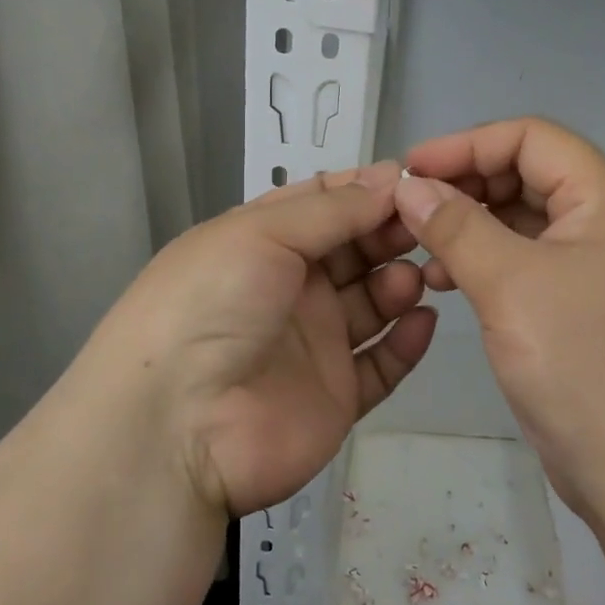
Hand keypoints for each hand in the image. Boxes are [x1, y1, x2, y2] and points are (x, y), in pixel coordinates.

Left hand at [80, 161, 436, 518]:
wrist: (176, 427)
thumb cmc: (212, 305)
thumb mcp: (262, 234)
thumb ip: (333, 209)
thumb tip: (392, 177)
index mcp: (262, 242)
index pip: (324, 204)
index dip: (367, 190)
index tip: (413, 180)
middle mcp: (290, 288)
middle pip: (355, 249)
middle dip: (390, 232)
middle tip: (428, 226)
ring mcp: (314, 343)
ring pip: (373, 303)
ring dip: (399, 283)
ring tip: (414, 277)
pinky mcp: (336, 396)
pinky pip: (382, 363)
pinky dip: (407, 341)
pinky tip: (423, 320)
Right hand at [395, 118, 604, 518]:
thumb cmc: (582, 365)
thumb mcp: (509, 285)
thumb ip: (455, 226)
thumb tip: (408, 184)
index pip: (533, 139)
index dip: (467, 145)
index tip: (410, 168)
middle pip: (529, 176)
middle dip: (467, 185)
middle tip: (410, 207)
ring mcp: (601, 268)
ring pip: (526, 222)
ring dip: (472, 226)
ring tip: (421, 248)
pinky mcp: (586, 307)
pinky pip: (530, 263)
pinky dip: (488, 262)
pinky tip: (447, 281)